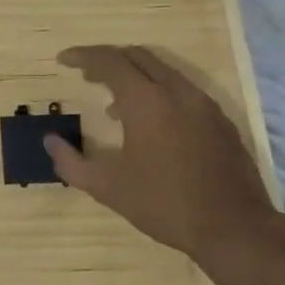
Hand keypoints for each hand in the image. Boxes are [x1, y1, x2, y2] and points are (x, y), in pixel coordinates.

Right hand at [44, 45, 279, 260]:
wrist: (235, 228)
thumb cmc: (165, 204)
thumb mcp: (108, 188)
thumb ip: (71, 162)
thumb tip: (49, 141)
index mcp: (147, 101)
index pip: (110, 61)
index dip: (83, 56)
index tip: (63, 60)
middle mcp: (177, 92)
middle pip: (137, 57)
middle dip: (108, 60)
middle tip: (86, 74)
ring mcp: (204, 104)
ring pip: (163, 72)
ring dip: (134, 77)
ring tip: (114, 105)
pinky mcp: (221, 120)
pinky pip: (182, 90)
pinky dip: (158, 93)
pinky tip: (151, 126)